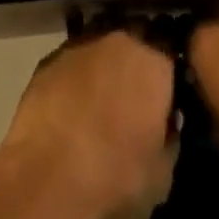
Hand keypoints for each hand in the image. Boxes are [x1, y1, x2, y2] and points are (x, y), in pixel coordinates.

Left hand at [0, 29, 175, 218]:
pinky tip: (70, 106)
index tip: (163, 102)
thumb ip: (169, 137)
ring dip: (104, 67)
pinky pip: (73, 62)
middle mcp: (120, 42)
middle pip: (135, 44)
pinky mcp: (51, 56)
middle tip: (132, 99)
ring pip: (102, 48)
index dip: (167, 80)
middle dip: (135, 66)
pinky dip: (76, 77)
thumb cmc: (114, 176)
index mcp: (153, 65)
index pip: (170, 58)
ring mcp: (82, 44)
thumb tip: (165, 125)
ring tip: (99, 102)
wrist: (48, 176)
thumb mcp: (160, 173)